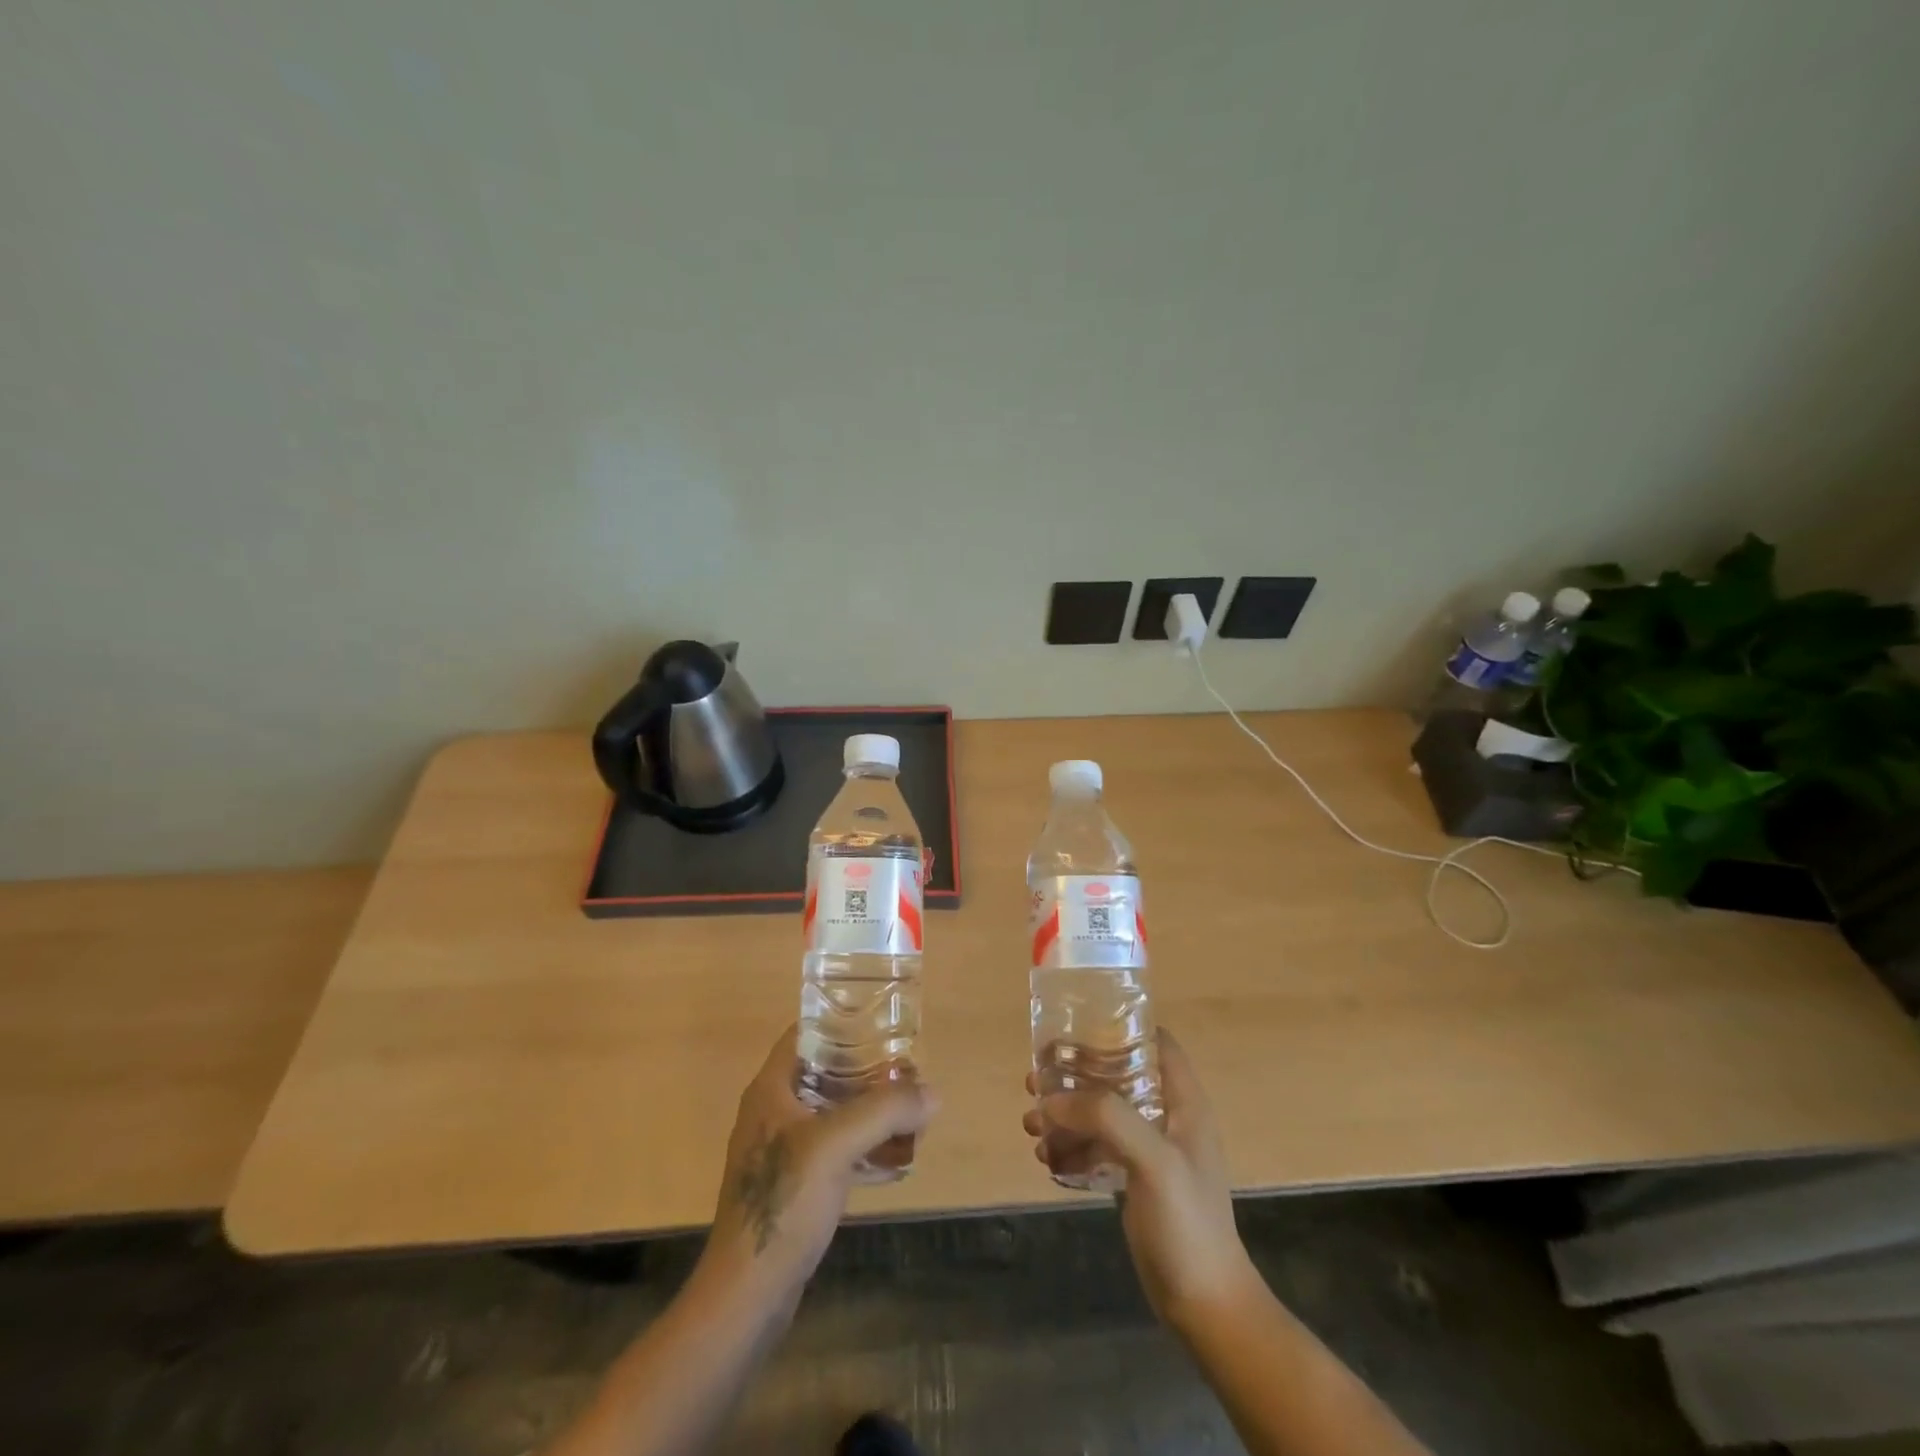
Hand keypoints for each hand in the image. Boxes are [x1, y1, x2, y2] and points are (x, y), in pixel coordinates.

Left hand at [702, 1025, 937, 1304]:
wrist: (747, 1294)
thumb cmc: (784, 1203)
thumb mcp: (837, 1145)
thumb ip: (885, 1111)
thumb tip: (932, 1093)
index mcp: (771, 1089)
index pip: (806, 1033)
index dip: (842, 1021)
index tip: (883, 1023)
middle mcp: (774, 1111)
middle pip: (825, 1072)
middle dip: (867, 1069)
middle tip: (908, 1069)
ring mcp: (782, 1150)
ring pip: (833, 1111)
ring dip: (869, 1108)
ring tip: (909, 1108)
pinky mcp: (795, 1184)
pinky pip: (835, 1148)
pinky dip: (864, 1145)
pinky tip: (896, 1156)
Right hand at [1023, 1028, 1258, 1330]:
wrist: (1204, 1307)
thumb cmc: (1187, 1224)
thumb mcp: (1153, 1160)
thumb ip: (1107, 1117)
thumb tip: (1051, 1097)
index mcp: (1183, 1101)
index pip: (1155, 1042)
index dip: (1118, 1028)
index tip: (1075, 1028)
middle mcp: (1167, 1116)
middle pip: (1117, 1075)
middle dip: (1075, 1076)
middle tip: (1035, 1081)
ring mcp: (1151, 1149)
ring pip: (1101, 1112)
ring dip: (1066, 1114)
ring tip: (1031, 1125)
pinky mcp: (1135, 1178)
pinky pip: (1097, 1147)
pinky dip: (1072, 1147)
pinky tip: (1048, 1160)